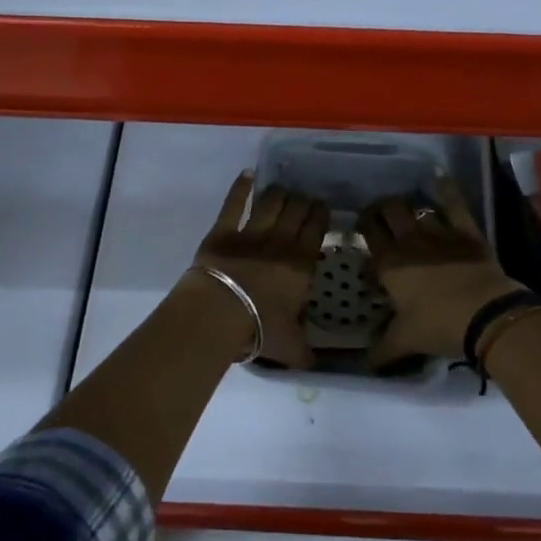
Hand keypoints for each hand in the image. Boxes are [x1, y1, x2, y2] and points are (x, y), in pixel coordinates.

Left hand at [189, 172, 328, 370]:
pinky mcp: (223, 230)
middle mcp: (280, 241)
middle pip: (296, 210)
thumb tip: (316, 366)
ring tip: (283, 190)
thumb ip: (305, 352)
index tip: (322, 209)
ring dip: (279, 193)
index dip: (320, 215)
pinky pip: (234, 203)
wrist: (218, 313)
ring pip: (271, 202)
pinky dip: (241, 187)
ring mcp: (250, 232)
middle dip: (303, 201)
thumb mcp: (290, 346)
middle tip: (304, 199)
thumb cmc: (259, 328)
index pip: (316, 229)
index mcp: (301, 264)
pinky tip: (247, 174)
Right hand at [360, 176, 526, 362]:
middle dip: (381, 208)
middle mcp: (409, 240)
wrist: (485, 315)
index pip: (368, 232)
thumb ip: (381, 350)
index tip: (361, 227)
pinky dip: (445, 189)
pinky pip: (453, 203)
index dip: (363, 224)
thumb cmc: (438, 326)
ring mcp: (439, 232)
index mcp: (389, 263)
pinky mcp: (466, 231)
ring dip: (410, 206)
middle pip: (389, 210)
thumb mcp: (404, 341)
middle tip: (381, 215)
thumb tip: (366, 364)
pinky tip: (439, 179)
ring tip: (408, 209)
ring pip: (417, 207)